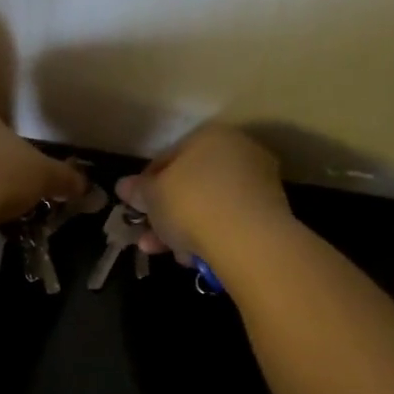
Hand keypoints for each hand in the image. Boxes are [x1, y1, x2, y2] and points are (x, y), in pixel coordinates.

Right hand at [115, 123, 289, 261]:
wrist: (248, 239)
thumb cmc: (191, 204)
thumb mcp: (152, 196)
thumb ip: (138, 190)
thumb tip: (123, 186)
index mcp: (209, 135)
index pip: (168, 157)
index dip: (146, 185)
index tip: (136, 208)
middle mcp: (238, 151)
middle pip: (190, 184)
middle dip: (165, 213)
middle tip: (147, 237)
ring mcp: (257, 181)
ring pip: (208, 206)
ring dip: (183, 230)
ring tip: (165, 254)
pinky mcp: (270, 212)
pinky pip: (228, 222)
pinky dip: (209, 237)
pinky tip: (193, 258)